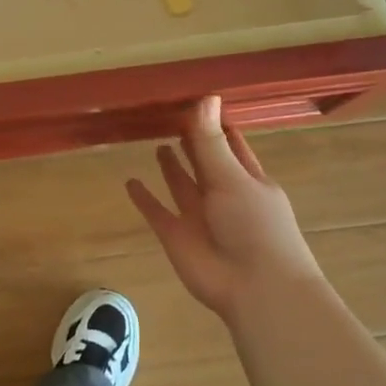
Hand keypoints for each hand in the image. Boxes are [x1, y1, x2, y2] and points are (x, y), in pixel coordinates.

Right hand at [127, 97, 322, 319]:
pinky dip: (144, 199)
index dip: (218, 126)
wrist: (255, 288)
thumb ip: (211, 141)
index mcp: (248, 179)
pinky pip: (157, 211)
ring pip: (182, 185)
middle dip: (193, 144)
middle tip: (173, 117)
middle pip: (205, 163)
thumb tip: (205, 96)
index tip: (201, 103)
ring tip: (159, 144)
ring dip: (172, 167)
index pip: (232, 145)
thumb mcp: (233, 178)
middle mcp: (223, 195)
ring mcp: (199, 216)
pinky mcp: (177, 235)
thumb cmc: (255, 226)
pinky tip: (130, 182)